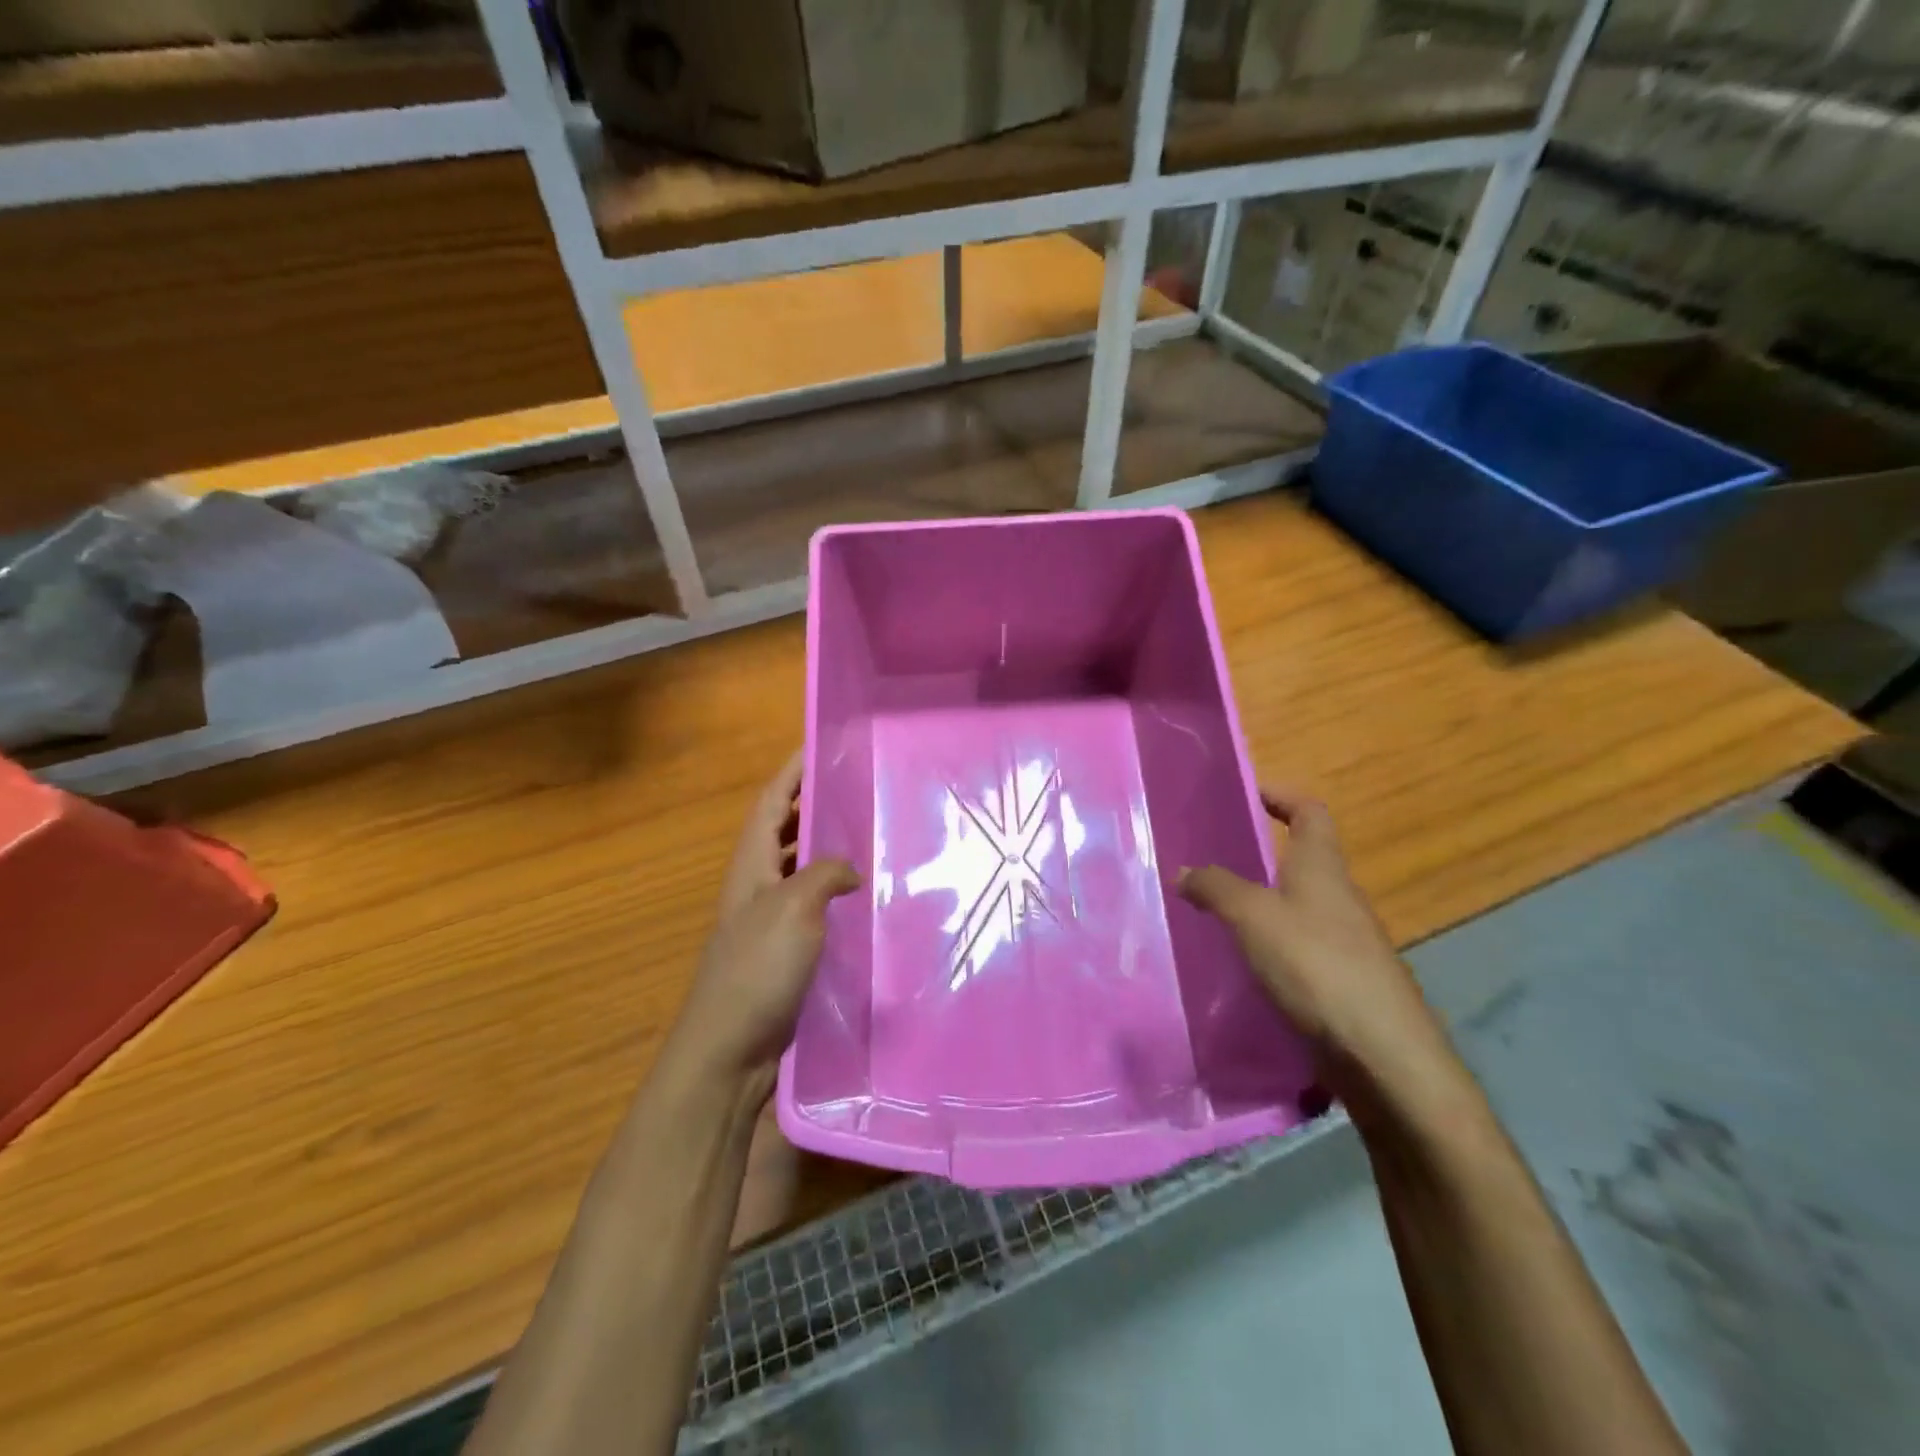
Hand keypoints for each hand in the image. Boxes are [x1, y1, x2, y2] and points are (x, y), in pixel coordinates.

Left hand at [670, 749, 859, 1095]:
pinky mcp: (784, 950)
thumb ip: (825, 875)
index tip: (817, 744)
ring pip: (799, 867)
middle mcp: (756, 885)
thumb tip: (849, 870)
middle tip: (853, 785)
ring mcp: (768, 919)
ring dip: (823, 846)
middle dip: (809, 803)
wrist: (730, 1049)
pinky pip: (812, 904)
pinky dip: (833, 890)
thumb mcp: (793, 909)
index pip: (770, 803)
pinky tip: (862, 897)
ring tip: (865, 832)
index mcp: (751, 866)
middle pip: (782, 830)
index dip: (791, 772)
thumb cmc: (756, 969)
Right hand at [1179, 786, 1449, 1097]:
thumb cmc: (1316, 966)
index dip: (1282, 795)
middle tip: (1211, 856)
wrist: (1382, 1055)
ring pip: (1298, 907)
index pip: (1310, 812)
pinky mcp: (1342, 982)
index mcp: (1322, 869)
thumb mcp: (1253, 918)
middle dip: (1262, 853)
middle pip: (1303, 860)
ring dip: (1262, 902)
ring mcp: (1345, 943)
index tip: (1248, 792)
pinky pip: (1299, 948)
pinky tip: (1241, 963)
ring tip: (1214, 910)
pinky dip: (1270, 944)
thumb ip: (1216, 888)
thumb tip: (1185, 870)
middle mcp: (1339, 898)